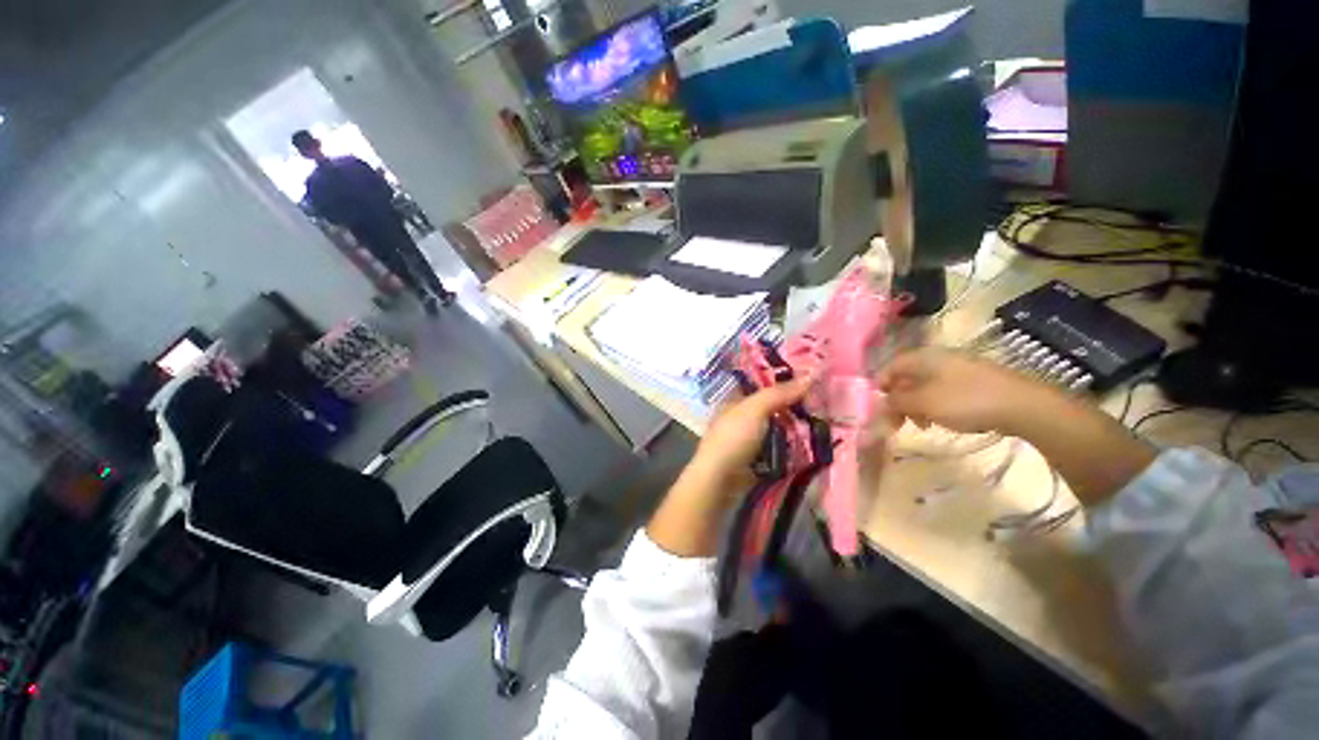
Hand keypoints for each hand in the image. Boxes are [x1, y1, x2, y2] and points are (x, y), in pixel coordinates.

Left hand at [648, 376, 810, 557]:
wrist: (720, 480)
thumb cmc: (733, 438)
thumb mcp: (754, 410)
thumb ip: (779, 393)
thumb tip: (811, 375)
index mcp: (736, 402)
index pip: (762, 386)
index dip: (784, 382)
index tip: (811, 381)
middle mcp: (742, 419)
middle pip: (772, 408)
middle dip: (794, 407)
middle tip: (823, 403)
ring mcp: (749, 441)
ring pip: (778, 429)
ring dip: (796, 428)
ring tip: (824, 422)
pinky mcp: (758, 460)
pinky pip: (779, 448)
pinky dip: (792, 447)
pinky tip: (812, 444)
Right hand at [875, 348, 1050, 435]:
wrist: (1023, 406)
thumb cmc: (965, 401)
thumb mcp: (924, 402)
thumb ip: (897, 401)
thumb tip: (883, 401)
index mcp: (922, 358)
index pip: (889, 368)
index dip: (880, 388)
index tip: (879, 410)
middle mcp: (937, 359)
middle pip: (906, 378)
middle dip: (898, 400)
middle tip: (897, 423)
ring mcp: (958, 368)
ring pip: (924, 386)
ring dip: (916, 405)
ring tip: (923, 425)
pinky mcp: (973, 381)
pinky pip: (943, 391)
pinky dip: (935, 405)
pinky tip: (943, 420)